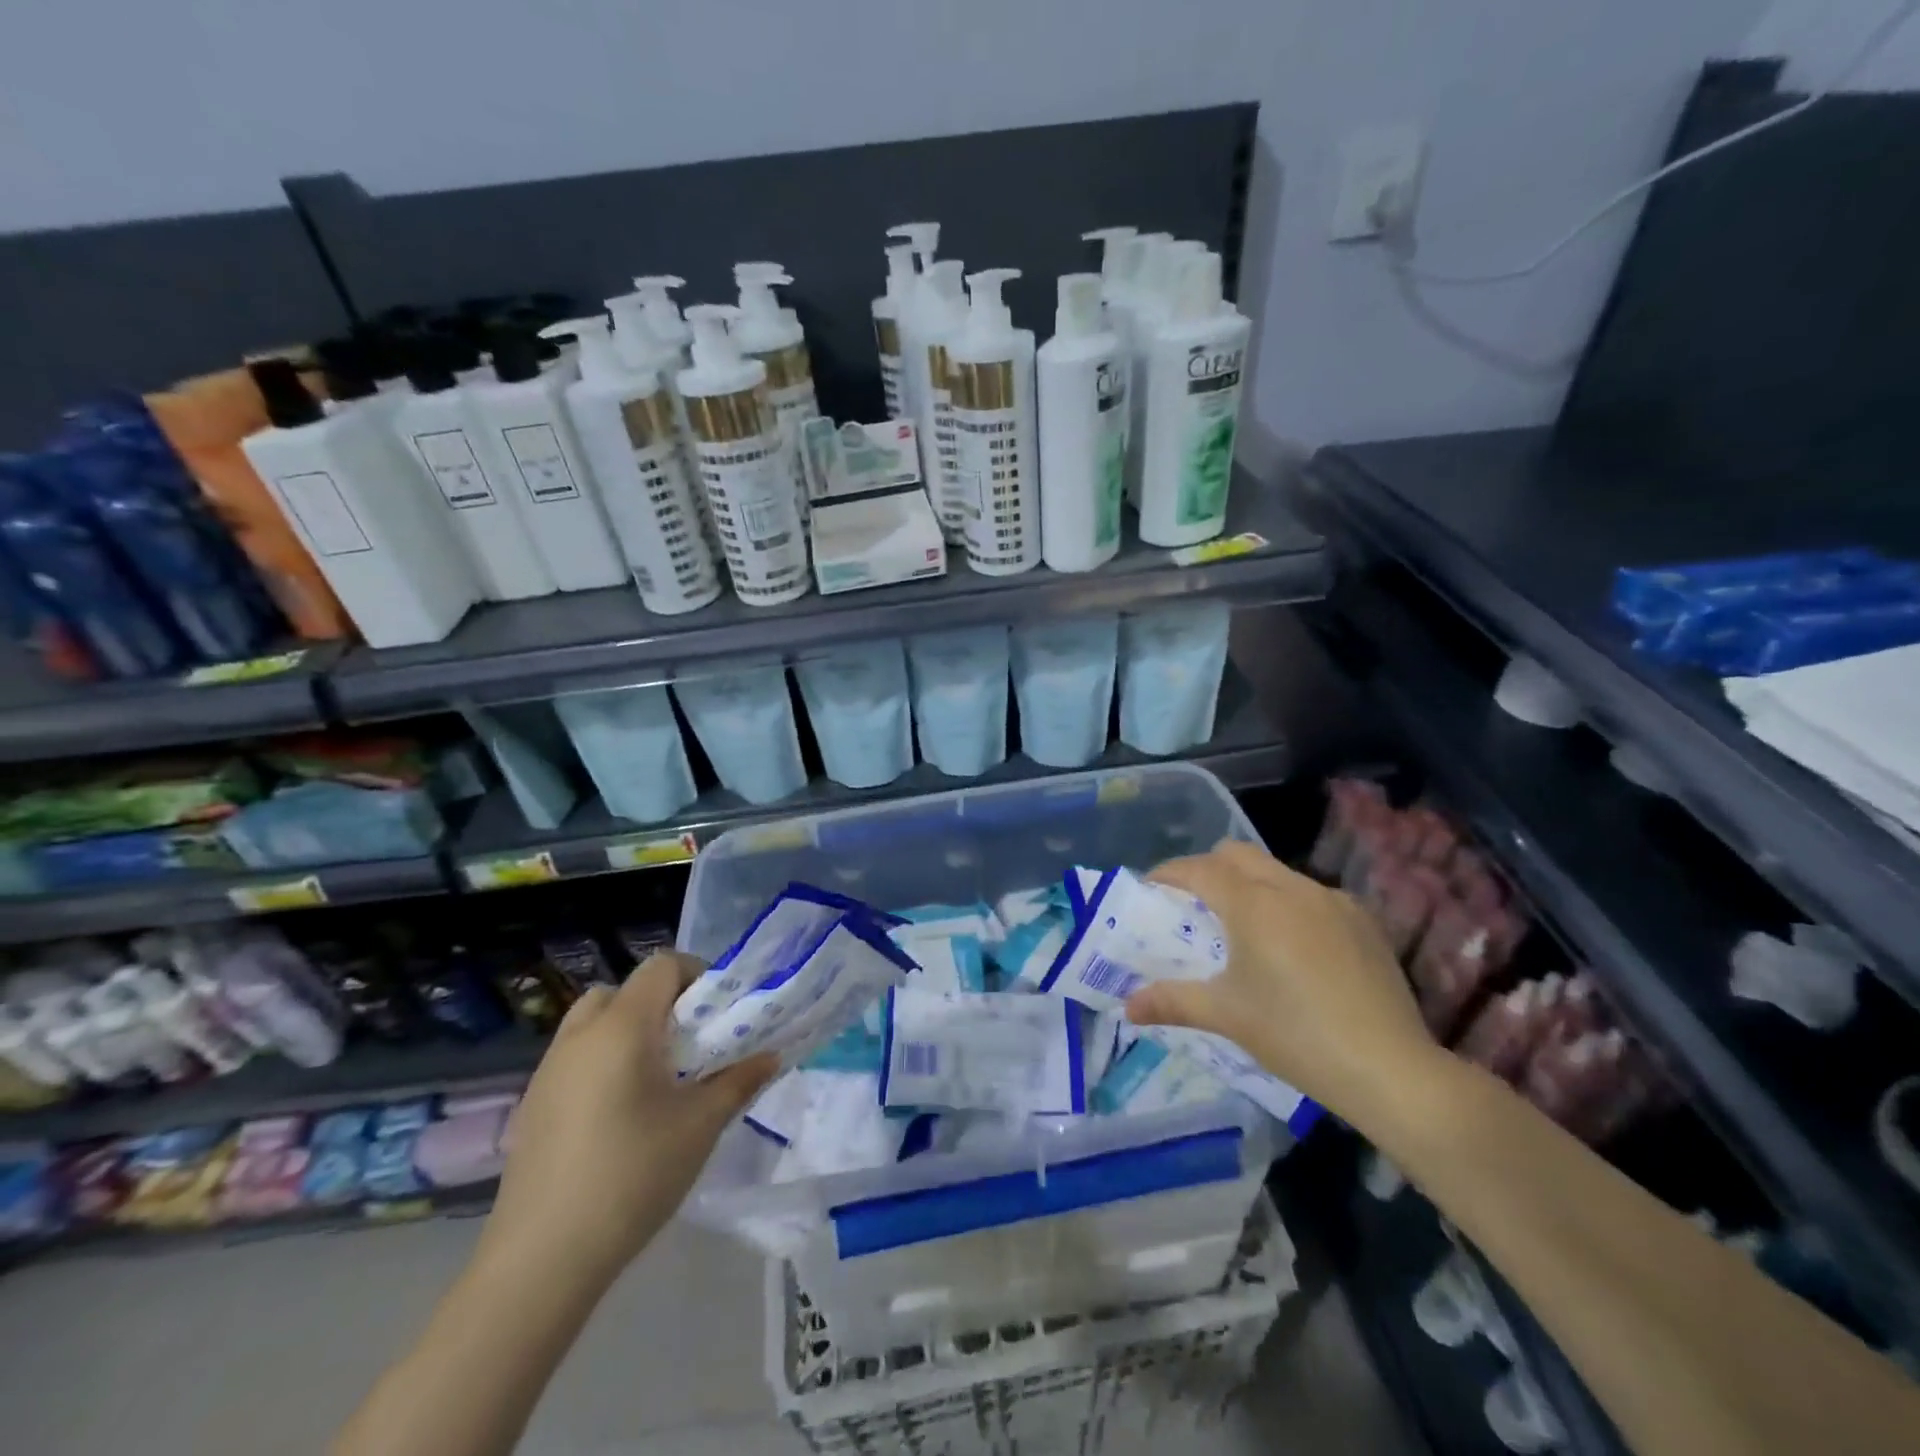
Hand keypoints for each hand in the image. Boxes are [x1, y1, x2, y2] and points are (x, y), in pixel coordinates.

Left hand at [477, 952, 777, 1288]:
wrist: (542, 1259)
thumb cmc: (632, 1176)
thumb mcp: (700, 1126)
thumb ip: (739, 1082)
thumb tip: (771, 1056)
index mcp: (622, 1027)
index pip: (662, 966)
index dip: (696, 975)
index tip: (719, 1013)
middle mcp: (580, 1035)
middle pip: (624, 989)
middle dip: (662, 1003)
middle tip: (689, 1043)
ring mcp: (549, 1070)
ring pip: (594, 1022)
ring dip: (629, 1030)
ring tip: (658, 1077)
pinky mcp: (533, 1104)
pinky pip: (575, 1056)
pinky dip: (603, 1060)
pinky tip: (620, 1113)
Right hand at [1124, 841, 1441, 1118]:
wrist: (1390, 1069)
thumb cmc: (1295, 1035)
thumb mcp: (1226, 1016)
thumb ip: (1171, 1002)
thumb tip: (1126, 1008)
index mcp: (1253, 903)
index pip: (1198, 869)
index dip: (1169, 873)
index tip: (1151, 888)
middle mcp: (1291, 888)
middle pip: (1237, 854)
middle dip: (1207, 868)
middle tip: (1192, 904)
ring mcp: (1332, 900)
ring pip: (1276, 872)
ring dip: (1249, 885)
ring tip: (1242, 927)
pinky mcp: (1362, 919)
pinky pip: (1311, 895)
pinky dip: (1287, 904)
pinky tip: (1293, 948)